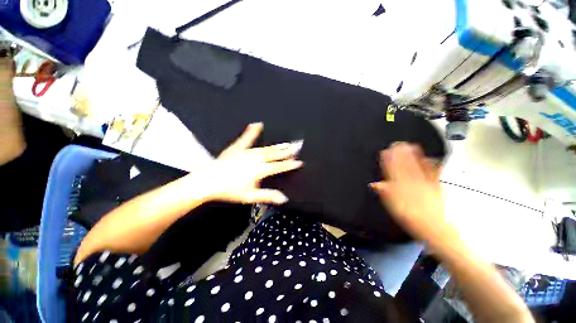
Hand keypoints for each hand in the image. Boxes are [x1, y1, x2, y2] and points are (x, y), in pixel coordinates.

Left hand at [197, 122, 302, 204]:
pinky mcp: (237, 148)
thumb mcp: (250, 196)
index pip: (278, 166)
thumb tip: (283, 198)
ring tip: (286, 143)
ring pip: (266, 148)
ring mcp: (246, 152)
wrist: (208, 182)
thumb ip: (268, 196)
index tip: (298, 161)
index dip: (289, 164)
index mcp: (259, 170)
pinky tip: (257, 124)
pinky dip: (252, 131)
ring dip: (277, 146)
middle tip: (296, 147)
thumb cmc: (229, 190)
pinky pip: (246, 138)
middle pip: (274, 155)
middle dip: (287, 151)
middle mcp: (255, 159)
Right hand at [370, 143, 445, 241]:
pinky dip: (431, 165)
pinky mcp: (436, 187)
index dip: (388, 160)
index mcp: (400, 187)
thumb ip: (384, 193)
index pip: (392, 170)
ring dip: (414, 156)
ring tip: (411, 145)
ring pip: (417, 167)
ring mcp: (425, 184)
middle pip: (405, 166)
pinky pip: (433, 174)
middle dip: (400, 154)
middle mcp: (412, 183)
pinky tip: (430, 158)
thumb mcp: (392, 207)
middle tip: (398, 143)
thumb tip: (374, 184)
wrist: (434, 228)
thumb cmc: (410, 218)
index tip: (385, 151)